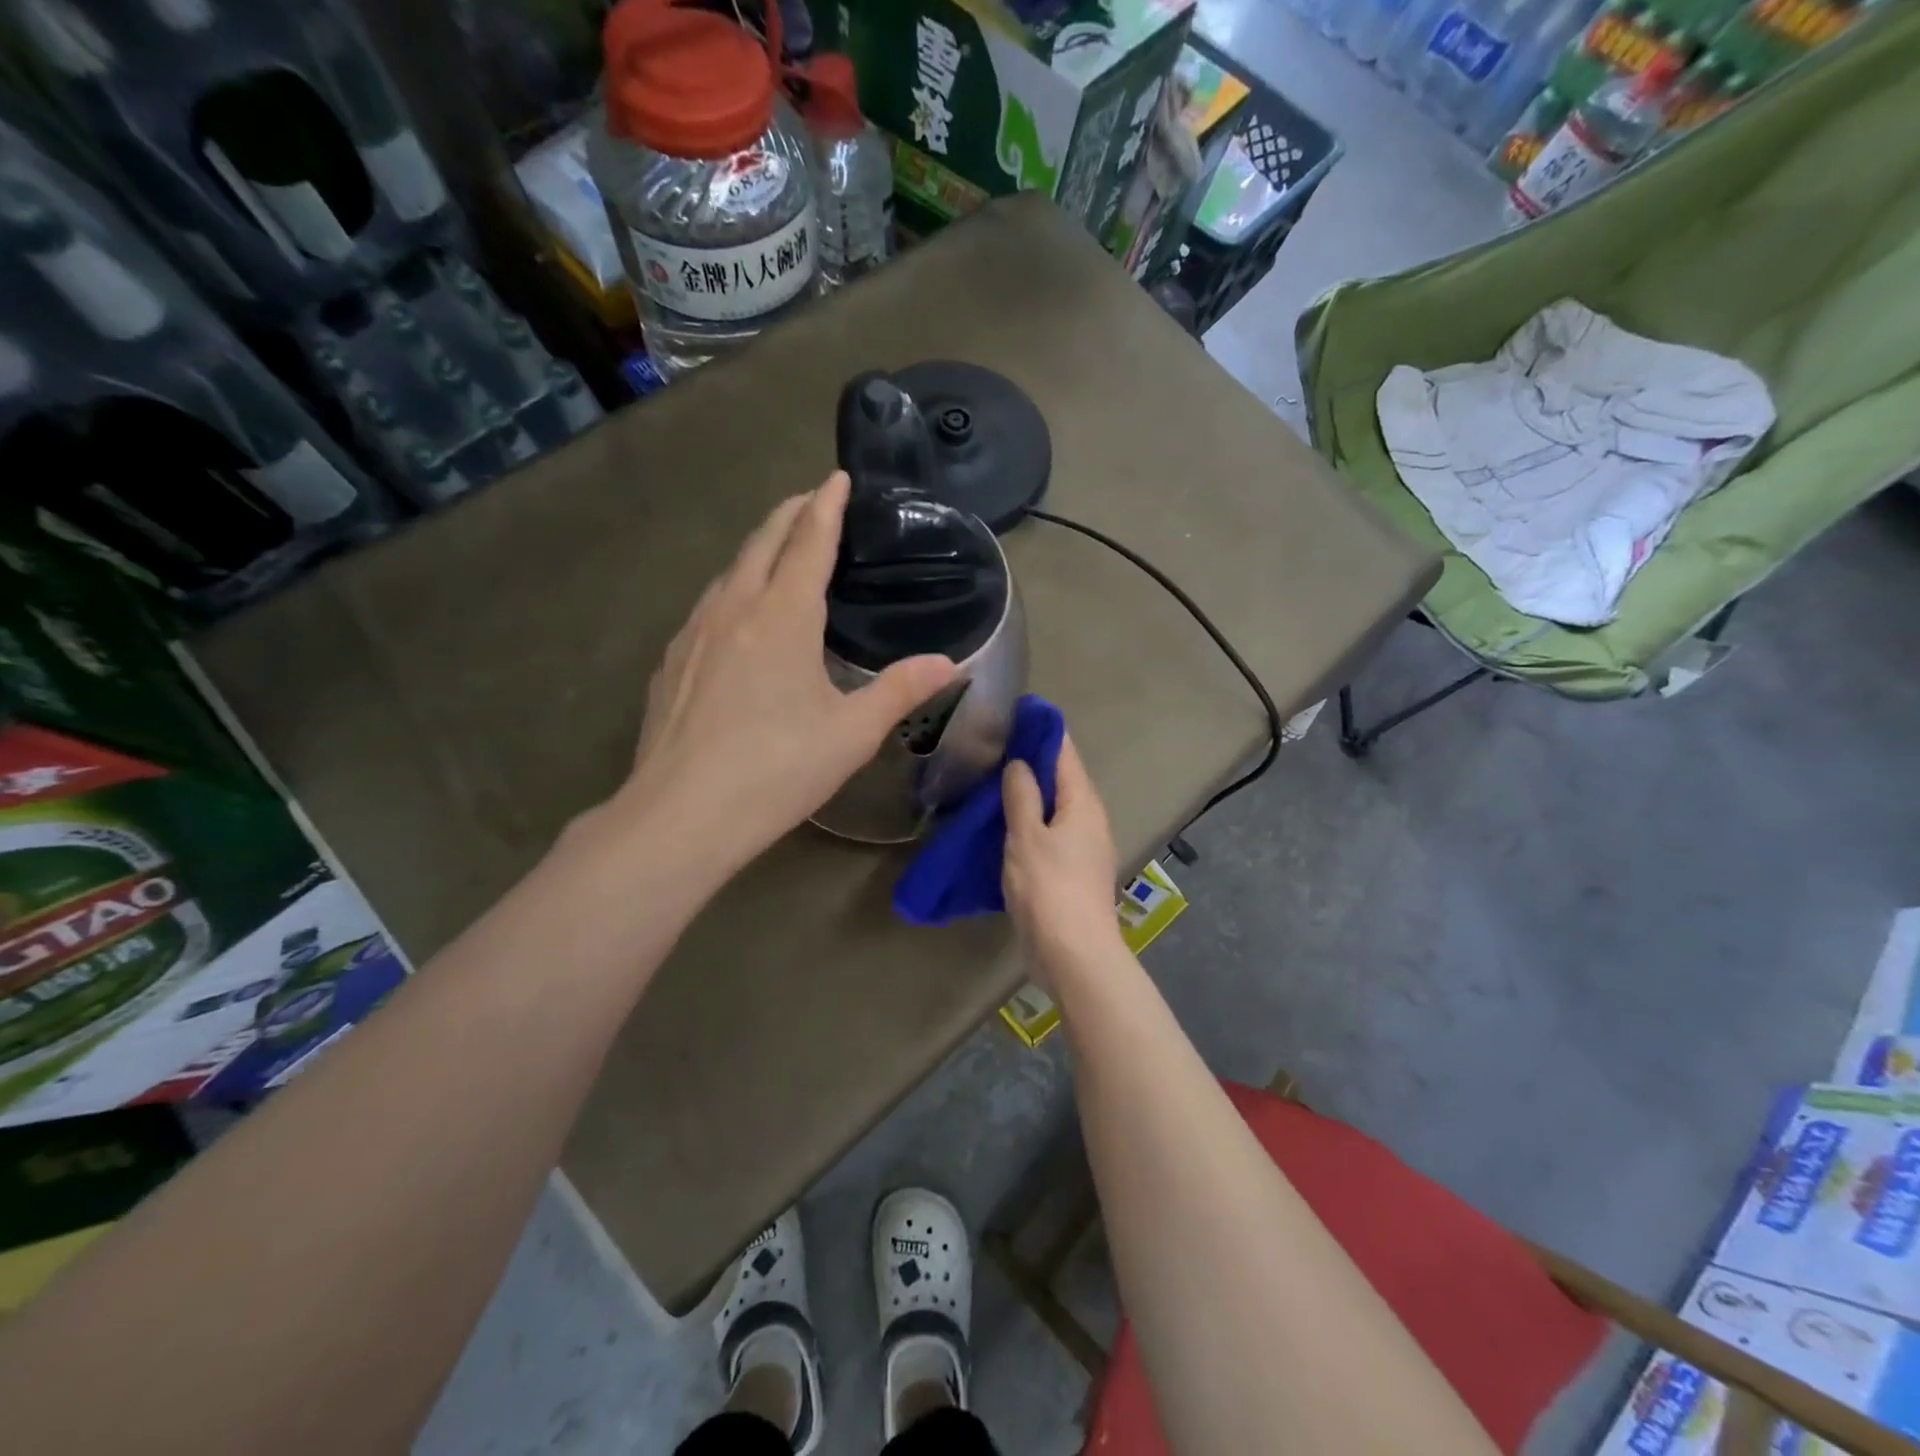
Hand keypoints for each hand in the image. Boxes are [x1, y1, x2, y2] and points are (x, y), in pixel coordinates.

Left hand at [614, 473, 956, 878]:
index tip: (838, 477)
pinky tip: (737, 617)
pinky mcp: (671, 662)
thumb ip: (901, 690)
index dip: (827, 506)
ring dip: (757, 550)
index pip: (808, 542)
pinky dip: (732, 589)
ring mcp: (694, 633)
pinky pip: (708, 605)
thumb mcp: (851, 733)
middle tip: (812, 501)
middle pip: (762, 542)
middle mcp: (734, 608)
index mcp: (782, 616)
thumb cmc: (777, 770)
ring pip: (729, 571)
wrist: (681, 814)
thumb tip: (950, 663)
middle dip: (790, 514)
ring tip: (777, 551)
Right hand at [1002, 734, 1123, 982]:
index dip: (1042, 729)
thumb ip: (1023, 796)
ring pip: (1052, 807)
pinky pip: (1047, 833)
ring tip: (990, 779)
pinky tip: (1000, 823)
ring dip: (1027, 793)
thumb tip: (1019, 763)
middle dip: (1031, 760)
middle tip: (992, 745)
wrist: (1073, 954)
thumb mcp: (1028, 836)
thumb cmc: (1050, 888)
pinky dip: (1027, 821)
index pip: (1064, 752)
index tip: (1016, 711)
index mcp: (1083, 803)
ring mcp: (1081, 847)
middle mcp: (1088, 820)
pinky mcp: (1069, 871)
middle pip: (1060, 778)